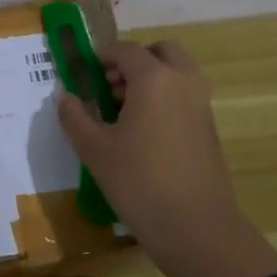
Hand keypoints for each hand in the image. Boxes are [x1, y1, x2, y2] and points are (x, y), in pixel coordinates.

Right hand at [58, 40, 276, 276]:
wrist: (195, 226)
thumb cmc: (138, 182)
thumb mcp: (94, 149)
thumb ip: (75, 116)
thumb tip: (66, 96)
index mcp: (154, 78)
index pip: (125, 50)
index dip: (102, 57)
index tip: (85, 75)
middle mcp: (183, 81)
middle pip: (160, 52)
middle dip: (134, 62)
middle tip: (110, 88)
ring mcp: (201, 103)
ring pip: (176, 72)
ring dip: (151, 79)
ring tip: (123, 113)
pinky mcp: (209, 126)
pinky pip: (185, 95)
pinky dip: (165, 98)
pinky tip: (144, 134)